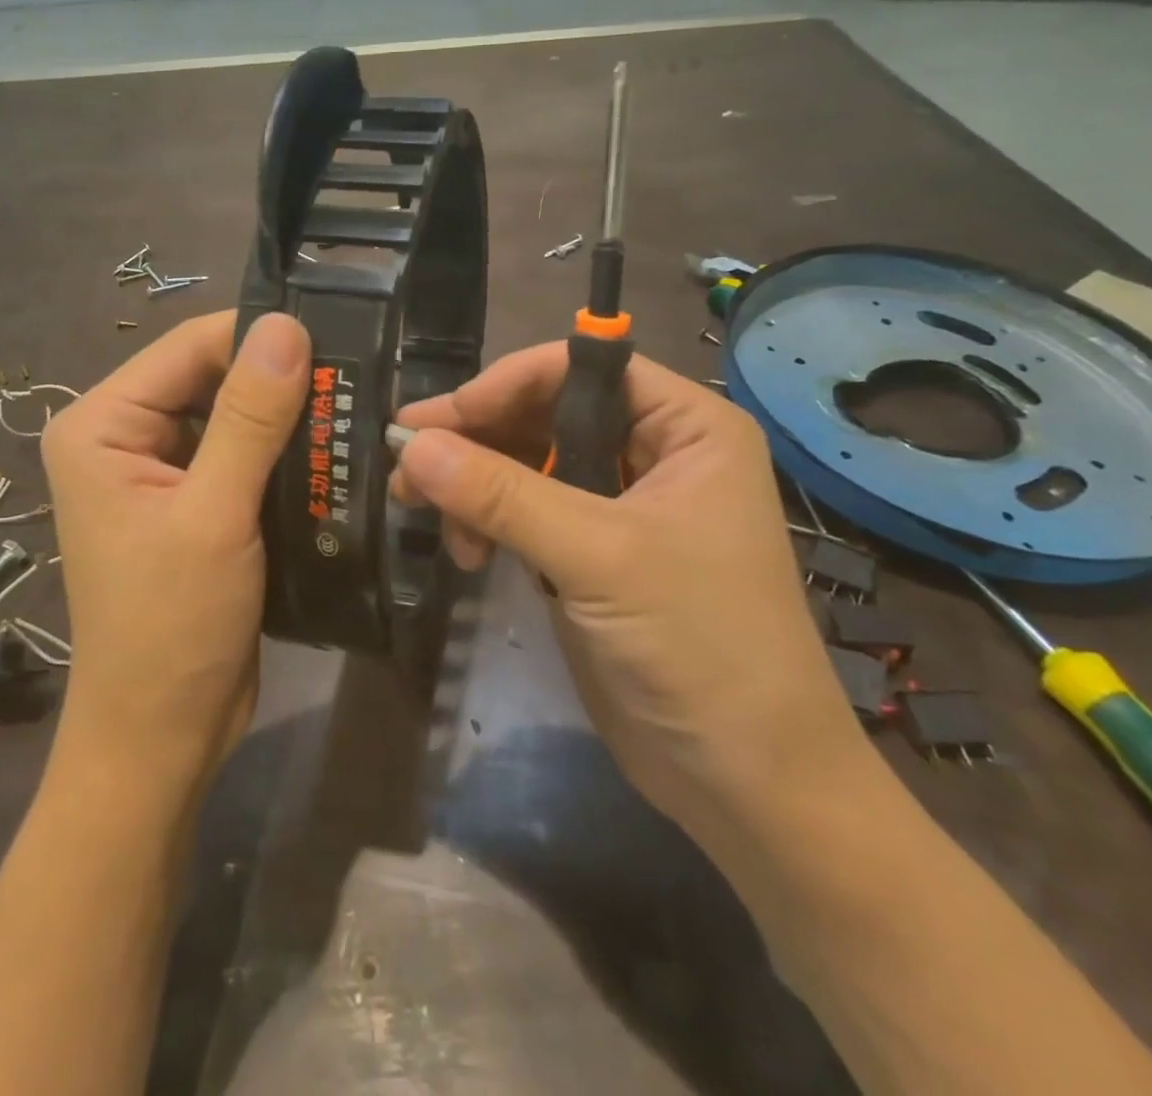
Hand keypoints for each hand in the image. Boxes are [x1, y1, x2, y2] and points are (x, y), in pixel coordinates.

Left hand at [40, 311, 309, 799]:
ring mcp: (158, 471)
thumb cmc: (173, 627)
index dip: (259, 338)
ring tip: (355, 409)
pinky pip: (241, 455)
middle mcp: (123, 436)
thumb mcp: (214, 515)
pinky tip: (331, 452)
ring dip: (288, 418)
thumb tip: (286, 326)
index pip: (189, 347)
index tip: (337, 341)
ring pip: (233, 415)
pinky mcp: (191, 503)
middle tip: (357, 379)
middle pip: (211, 377)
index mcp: (101, 424)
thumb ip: (250, 417)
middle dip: (279, 380)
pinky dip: (283, 454)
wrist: (162, 736)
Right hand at [392, 345, 865, 825]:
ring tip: (419, 509)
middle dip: (474, 438)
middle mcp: (653, 452)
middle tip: (405, 464)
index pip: (579, 371)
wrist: (747, 781)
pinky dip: (485, 522)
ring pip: (525, 464)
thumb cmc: (699, 646)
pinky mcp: (591, 554)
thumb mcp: (599, 557)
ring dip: (470, 483)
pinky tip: (465, 551)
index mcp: (685, 426)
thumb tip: (410, 444)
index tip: (436, 420)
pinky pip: (524, 512)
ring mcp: (619, 505)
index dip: (503, 386)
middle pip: (543, 415)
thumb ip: (502, 495)